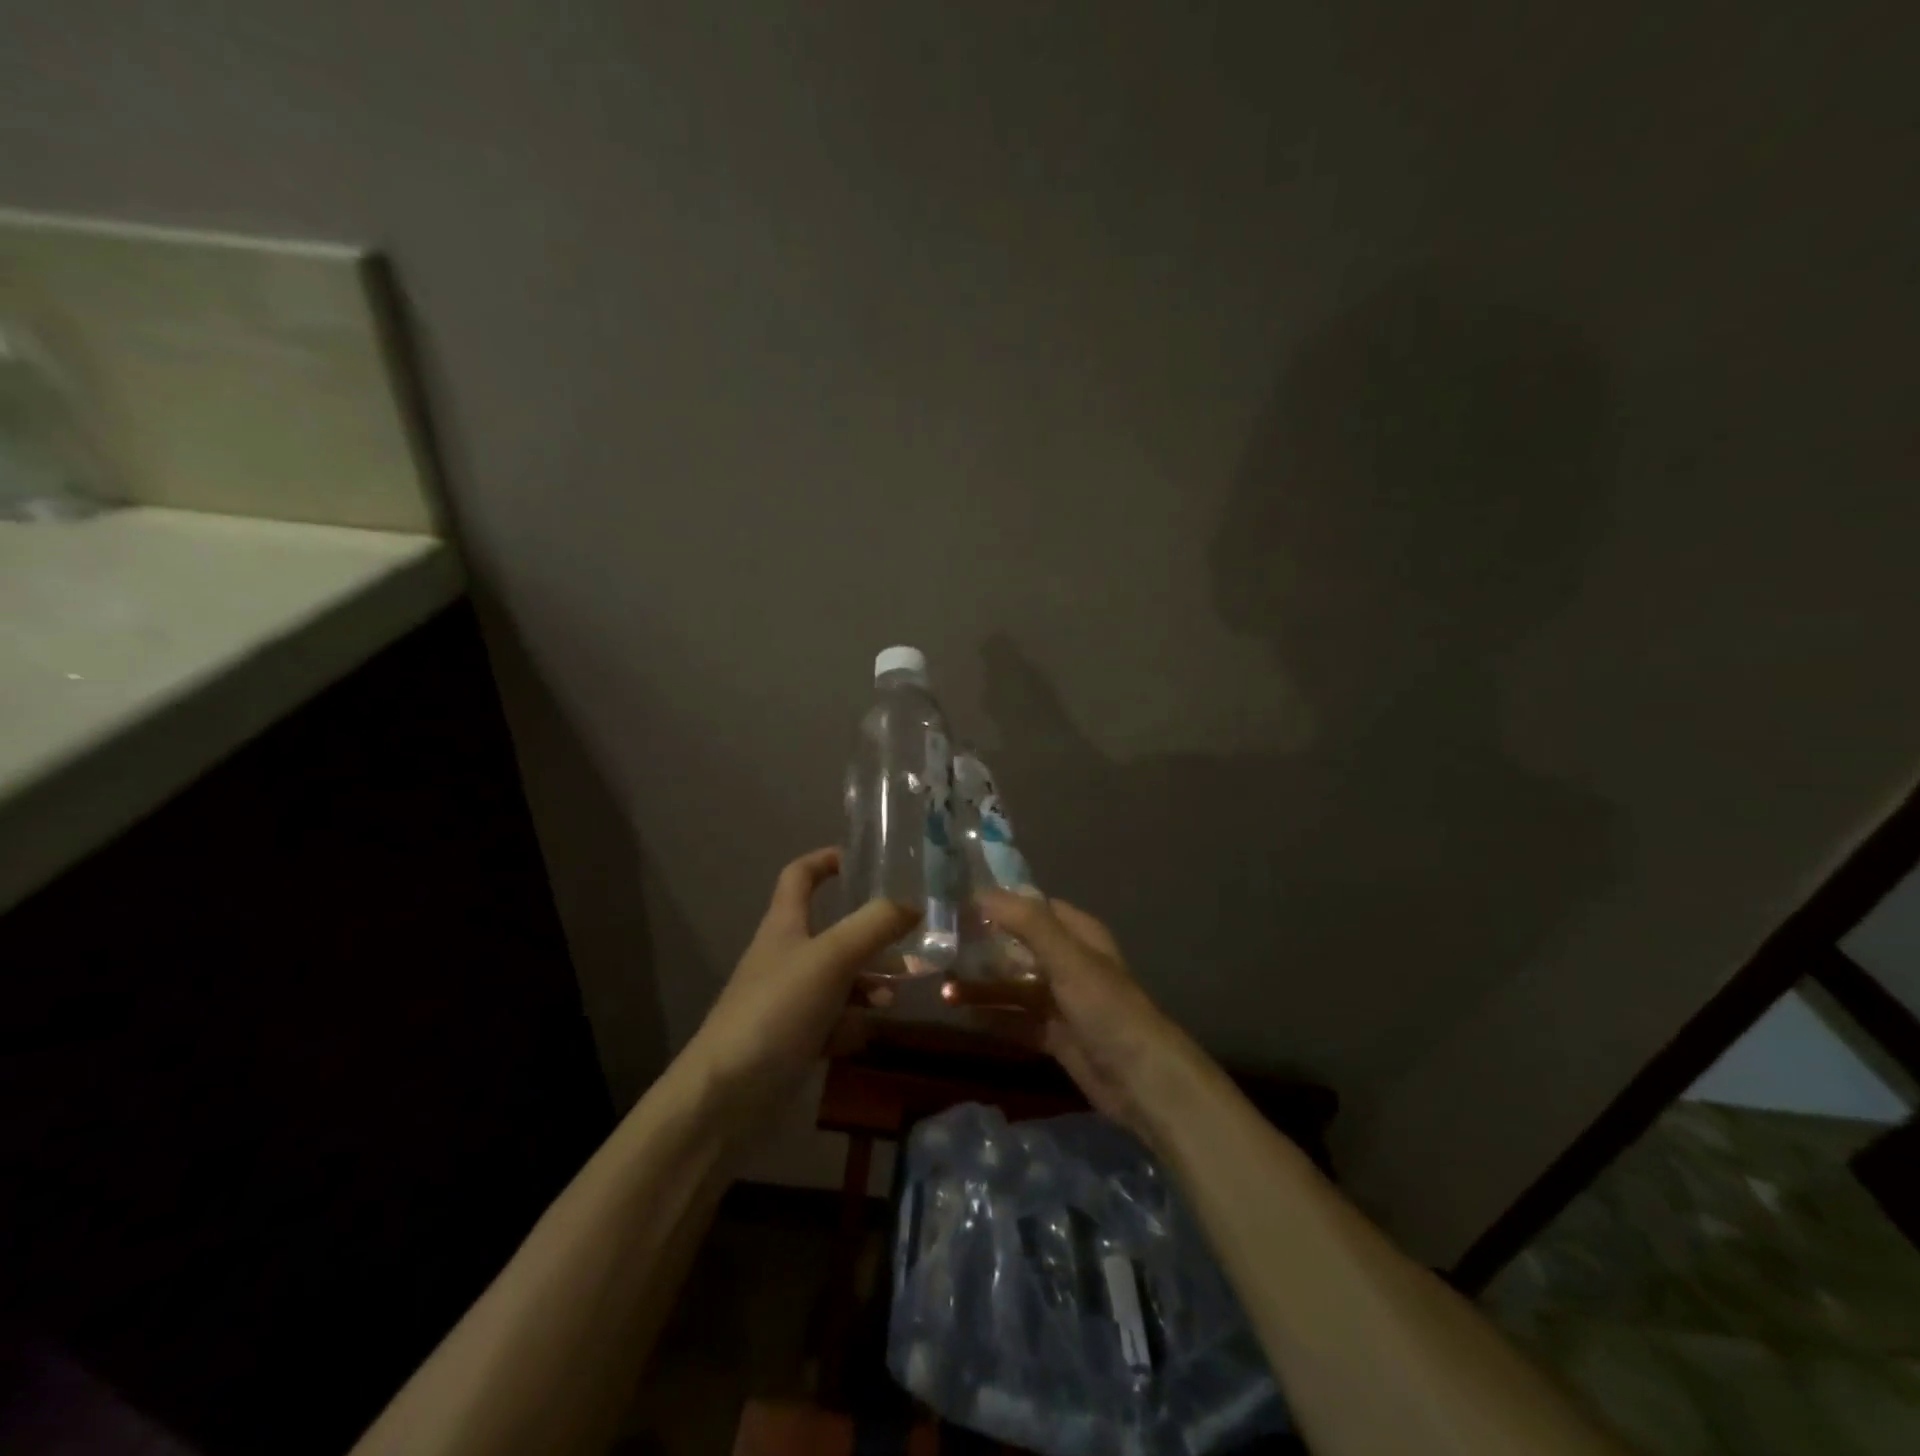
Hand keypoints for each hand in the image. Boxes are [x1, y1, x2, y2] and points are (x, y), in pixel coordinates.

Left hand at [688, 847, 918, 1117]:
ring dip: (868, 985)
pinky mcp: (792, 1040)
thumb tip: (912, 904)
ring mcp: (787, 1000)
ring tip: (893, 999)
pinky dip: (849, 1025)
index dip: (827, 860)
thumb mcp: (832, 958)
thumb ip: (874, 926)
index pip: (800, 875)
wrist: (726, 1097)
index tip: (862, 859)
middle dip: (871, 937)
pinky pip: (831, 1022)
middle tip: (909, 944)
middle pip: (832, 932)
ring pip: (839, 980)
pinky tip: (860, 1038)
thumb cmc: (777, 1010)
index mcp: (785, 925)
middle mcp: (786, 956)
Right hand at [944, 891, 1191, 1140]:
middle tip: (938, 946)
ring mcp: (1061, 1000)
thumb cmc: (1106, 1008)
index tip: (956, 903)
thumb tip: (980, 891)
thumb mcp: (1067, 959)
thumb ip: (1027, 923)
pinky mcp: (1054, 1035)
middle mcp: (1068, 962)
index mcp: (1077, 934)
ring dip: (981, 985)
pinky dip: (991, 1016)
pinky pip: (1015, 1019)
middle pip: (1017, 946)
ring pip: (1013, 985)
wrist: (1142, 1081)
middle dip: (982, 946)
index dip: (998, 903)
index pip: (1032, 907)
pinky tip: (960, 1015)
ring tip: (942, 987)